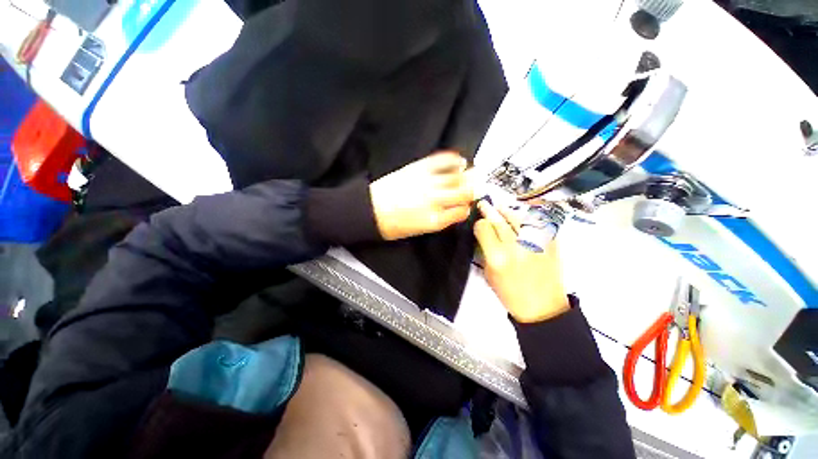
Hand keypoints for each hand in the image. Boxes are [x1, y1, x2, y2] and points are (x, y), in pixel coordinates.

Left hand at [370, 151, 473, 240]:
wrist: (368, 211)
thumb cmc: (391, 225)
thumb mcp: (418, 231)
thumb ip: (439, 220)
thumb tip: (454, 211)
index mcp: (435, 220)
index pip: (462, 212)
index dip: (467, 208)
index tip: (467, 205)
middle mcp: (435, 201)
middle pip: (465, 192)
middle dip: (474, 189)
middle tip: (477, 186)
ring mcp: (427, 183)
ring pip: (457, 177)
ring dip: (468, 176)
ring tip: (472, 174)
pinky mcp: (418, 169)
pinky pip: (442, 161)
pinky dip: (454, 160)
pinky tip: (460, 161)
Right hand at [474, 201, 569, 322]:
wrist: (542, 307)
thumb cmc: (510, 294)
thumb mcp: (489, 274)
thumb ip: (485, 251)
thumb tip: (483, 234)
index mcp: (498, 257)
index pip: (484, 228)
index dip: (479, 223)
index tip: (478, 224)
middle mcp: (516, 247)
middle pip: (499, 220)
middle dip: (489, 210)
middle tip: (484, 204)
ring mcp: (536, 243)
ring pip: (518, 217)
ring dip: (506, 211)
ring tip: (500, 207)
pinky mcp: (550, 244)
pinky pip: (538, 223)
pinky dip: (528, 217)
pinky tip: (521, 216)